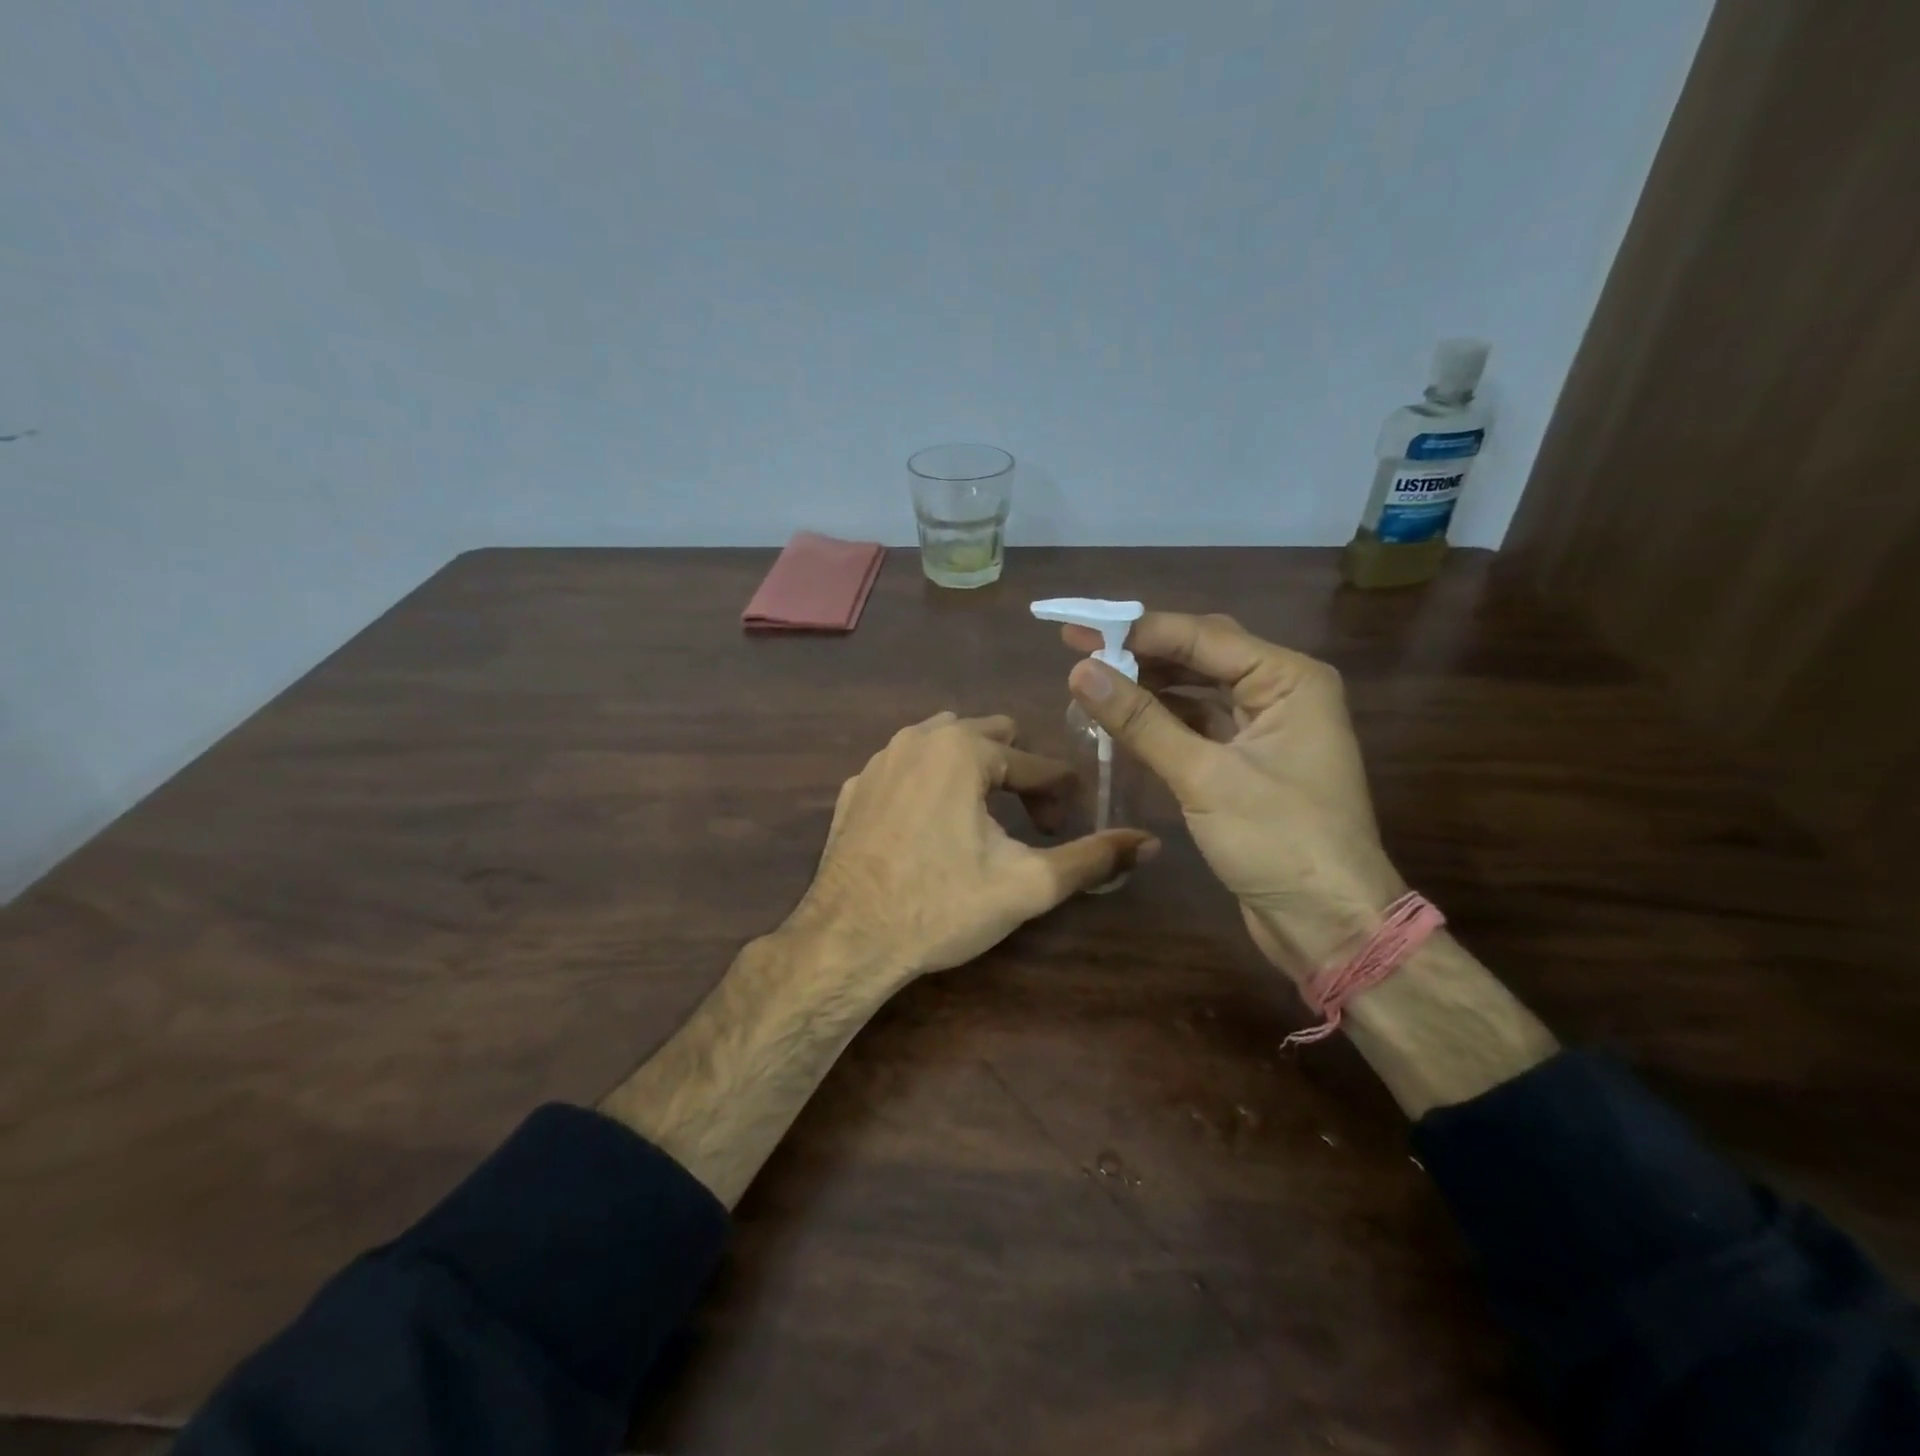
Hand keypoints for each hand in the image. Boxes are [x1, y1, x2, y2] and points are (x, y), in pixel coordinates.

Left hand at [793, 712, 1157, 984]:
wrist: (847, 941)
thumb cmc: (941, 907)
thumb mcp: (1027, 885)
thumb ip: (1091, 858)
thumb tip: (1149, 842)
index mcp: (962, 749)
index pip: (1035, 762)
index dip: (1061, 796)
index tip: (1066, 830)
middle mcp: (917, 738)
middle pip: (991, 738)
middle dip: (1018, 775)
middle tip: (1030, 824)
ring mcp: (878, 761)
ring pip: (944, 746)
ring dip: (974, 774)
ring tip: (985, 821)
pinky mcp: (854, 789)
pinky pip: (906, 770)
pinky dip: (929, 787)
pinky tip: (931, 830)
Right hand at [1062, 613, 1402, 981]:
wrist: (1328, 924)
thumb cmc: (1279, 842)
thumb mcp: (1204, 777)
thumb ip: (1142, 721)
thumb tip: (1081, 671)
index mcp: (1289, 679)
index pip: (1202, 636)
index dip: (1135, 631)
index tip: (1076, 630)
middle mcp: (1282, 692)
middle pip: (1202, 655)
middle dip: (1141, 652)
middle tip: (1078, 649)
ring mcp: (1267, 728)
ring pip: (1198, 689)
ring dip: (1149, 685)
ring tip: (1093, 680)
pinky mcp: (1250, 761)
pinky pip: (1200, 724)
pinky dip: (1162, 720)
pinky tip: (1123, 718)